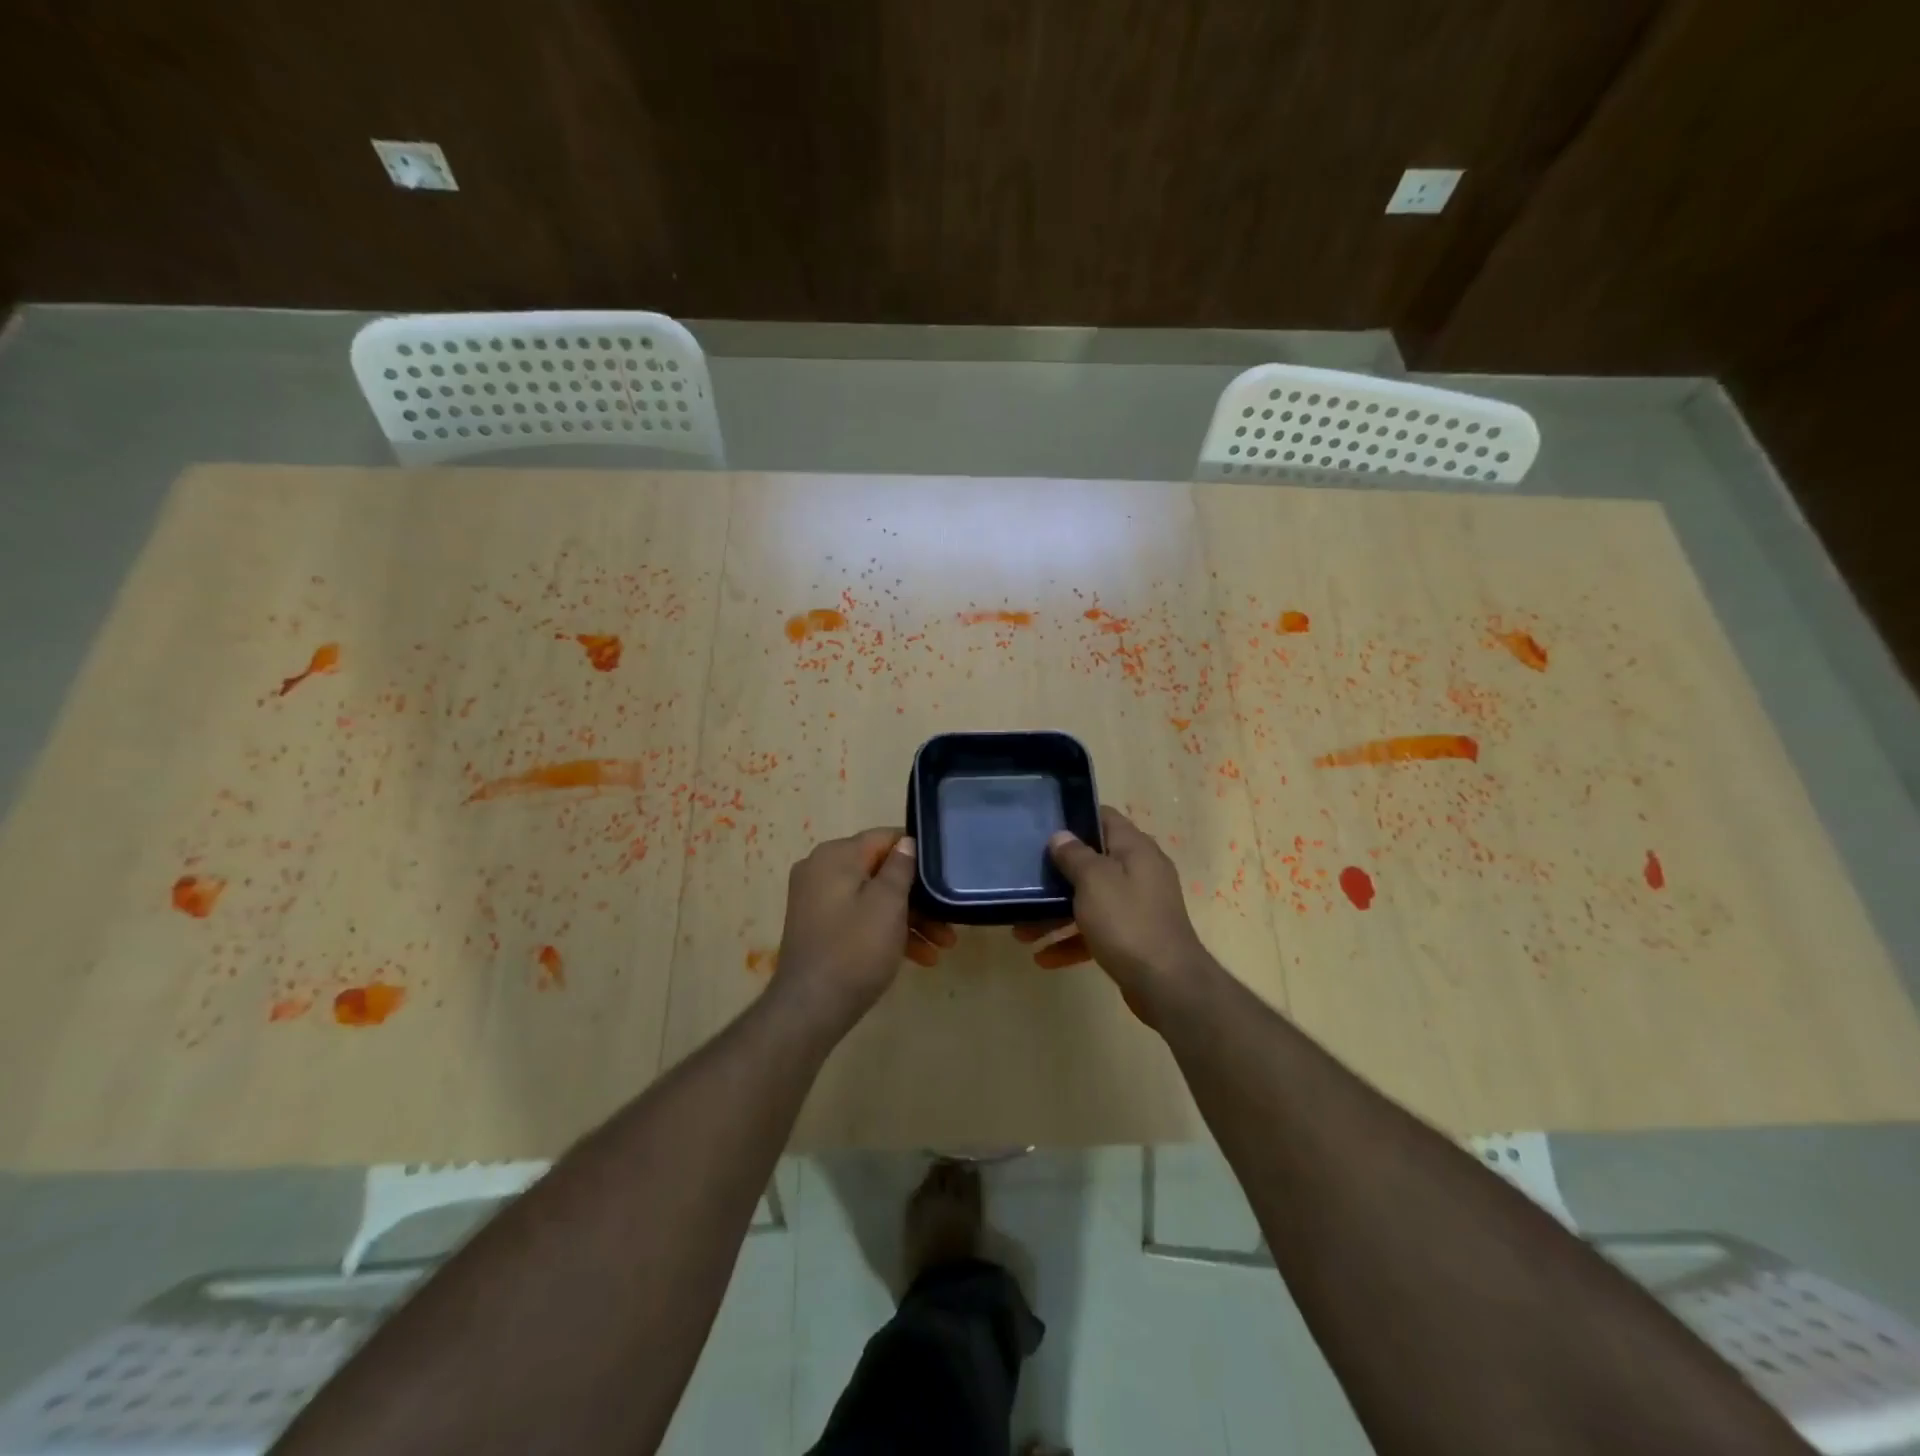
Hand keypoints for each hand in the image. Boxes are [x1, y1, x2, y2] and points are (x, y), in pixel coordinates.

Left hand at [771, 828, 956, 1035]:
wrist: (810, 1009)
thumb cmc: (855, 950)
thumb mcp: (888, 904)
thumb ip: (900, 868)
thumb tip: (906, 843)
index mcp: (836, 855)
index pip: (885, 838)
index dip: (918, 853)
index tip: (945, 874)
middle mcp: (821, 869)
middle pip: (881, 871)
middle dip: (918, 897)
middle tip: (950, 921)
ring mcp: (817, 899)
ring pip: (874, 898)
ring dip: (909, 918)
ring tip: (943, 946)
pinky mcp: (819, 926)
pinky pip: (860, 917)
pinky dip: (887, 931)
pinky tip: (919, 957)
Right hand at [1013, 806, 1217, 1023]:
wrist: (1167, 985)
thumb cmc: (1127, 922)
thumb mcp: (1094, 881)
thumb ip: (1075, 855)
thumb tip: (1061, 835)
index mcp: (1135, 849)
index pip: (1105, 818)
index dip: (1075, 818)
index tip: (1044, 827)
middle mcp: (1140, 872)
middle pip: (1093, 862)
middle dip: (1058, 874)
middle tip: (1026, 880)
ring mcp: (1138, 906)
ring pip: (1090, 900)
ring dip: (1056, 914)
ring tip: (1021, 930)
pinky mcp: (1133, 937)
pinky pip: (1096, 931)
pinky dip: (1072, 940)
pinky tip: (1044, 958)